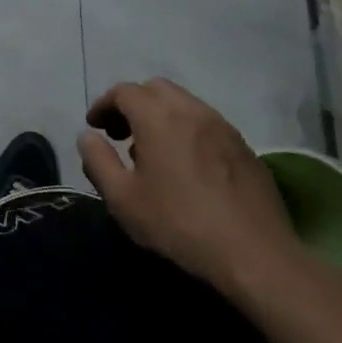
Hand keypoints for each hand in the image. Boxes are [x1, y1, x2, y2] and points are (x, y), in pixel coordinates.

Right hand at [78, 78, 311, 292]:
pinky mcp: (244, 146)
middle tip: (121, 135)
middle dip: (133, 104)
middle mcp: (191, 110)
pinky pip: (206, 124)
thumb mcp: (123, 200)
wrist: (254, 253)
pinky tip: (186, 167)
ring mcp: (222, 126)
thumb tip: (87, 137)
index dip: (104, 105)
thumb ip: (98, 162)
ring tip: (152, 153)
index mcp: (158, 117)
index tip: (95, 127)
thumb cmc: (179, 224)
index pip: (124, 91)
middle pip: (155, 89)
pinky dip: (186, 130)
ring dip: (161, 116)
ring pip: (184, 104)